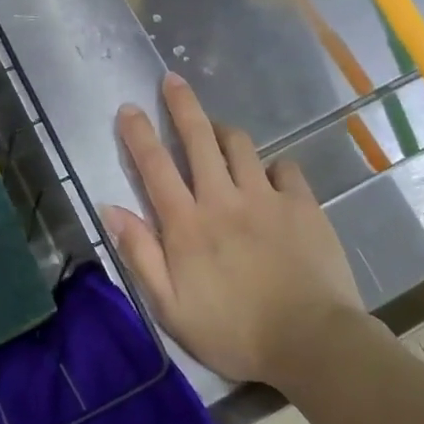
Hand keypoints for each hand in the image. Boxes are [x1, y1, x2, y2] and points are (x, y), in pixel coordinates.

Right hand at [103, 73, 364, 386]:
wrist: (312, 342)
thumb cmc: (234, 333)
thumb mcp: (170, 308)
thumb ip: (140, 255)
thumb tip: (111, 208)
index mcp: (187, 224)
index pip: (155, 167)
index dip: (138, 134)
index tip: (128, 108)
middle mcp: (222, 198)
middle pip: (198, 138)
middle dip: (181, 105)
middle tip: (172, 80)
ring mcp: (265, 197)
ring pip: (240, 145)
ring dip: (223, 131)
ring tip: (217, 131)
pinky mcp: (302, 204)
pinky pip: (284, 167)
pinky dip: (271, 166)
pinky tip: (269, 176)